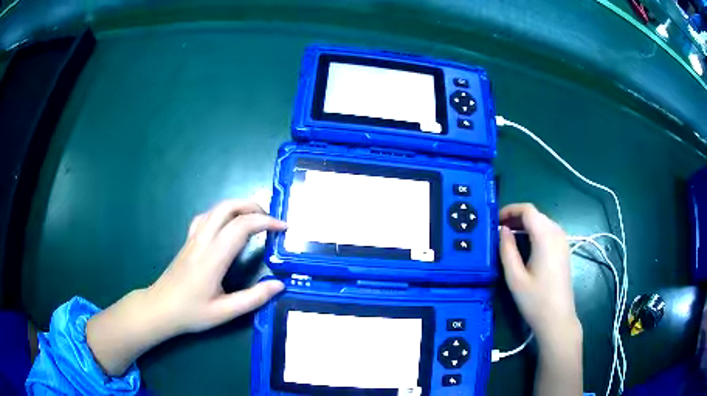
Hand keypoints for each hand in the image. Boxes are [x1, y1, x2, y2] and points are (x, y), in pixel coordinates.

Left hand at [87, 200, 285, 375]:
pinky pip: (206, 216)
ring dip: (238, 206)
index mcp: (213, 257)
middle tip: (271, 220)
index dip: (266, 222)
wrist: (160, 308)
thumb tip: (279, 285)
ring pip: (216, 208)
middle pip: (228, 207)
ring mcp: (193, 238)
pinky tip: (227, 224)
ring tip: (255, 218)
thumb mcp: (224, 312)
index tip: (283, 228)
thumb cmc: (191, 312)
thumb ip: (253, 298)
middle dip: (253, 206)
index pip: (242, 226)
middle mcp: (203, 240)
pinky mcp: (188, 241)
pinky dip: (222, 212)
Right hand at [498, 203, 580, 344]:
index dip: (510, 210)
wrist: (558, 319)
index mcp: (545, 236)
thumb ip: (507, 249)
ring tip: (508, 237)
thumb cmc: (535, 300)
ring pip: (542, 222)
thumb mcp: (515, 277)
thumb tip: (502, 230)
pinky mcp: (564, 250)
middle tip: (498, 230)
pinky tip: (524, 246)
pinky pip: (548, 231)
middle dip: (516, 217)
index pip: (527, 210)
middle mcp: (557, 233)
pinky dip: (534, 232)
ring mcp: (563, 241)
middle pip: (535, 214)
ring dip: (525, 224)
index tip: (494, 221)